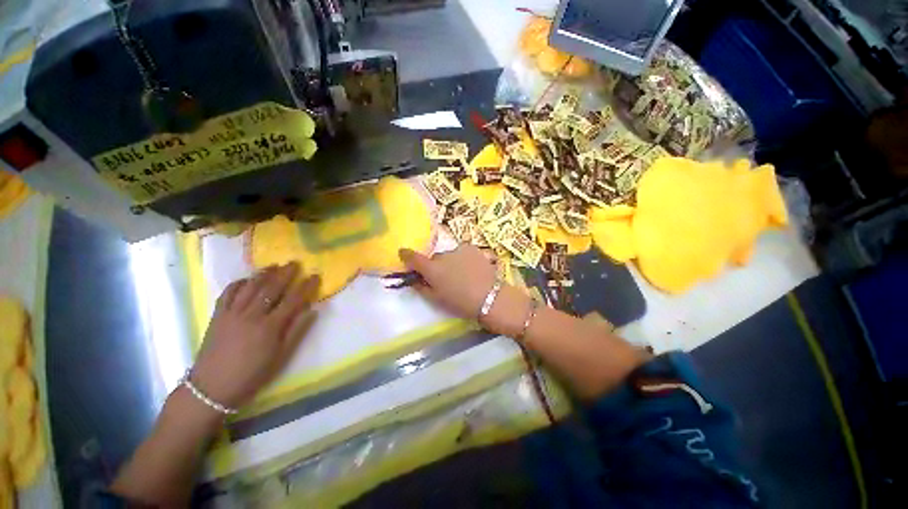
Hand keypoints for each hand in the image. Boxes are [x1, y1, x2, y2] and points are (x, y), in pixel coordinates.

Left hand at [189, 263, 319, 409]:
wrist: (212, 388)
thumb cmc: (252, 375)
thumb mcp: (280, 357)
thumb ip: (297, 331)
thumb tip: (312, 311)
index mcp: (270, 327)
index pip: (293, 300)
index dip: (306, 286)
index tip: (315, 276)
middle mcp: (252, 315)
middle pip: (271, 288)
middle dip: (285, 274)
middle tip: (294, 263)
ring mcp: (232, 314)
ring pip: (250, 287)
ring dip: (263, 274)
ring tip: (274, 266)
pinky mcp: (217, 316)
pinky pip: (228, 294)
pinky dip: (238, 283)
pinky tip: (246, 279)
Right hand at [399, 245, 530, 335]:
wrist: (491, 298)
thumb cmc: (461, 303)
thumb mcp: (437, 299)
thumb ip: (421, 287)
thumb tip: (414, 279)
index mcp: (432, 269)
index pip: (412, 257)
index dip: (406, 256)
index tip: (403, 255)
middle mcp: (443, 255)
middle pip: (434, 258)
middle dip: (435, 266)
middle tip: (444, 279)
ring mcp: (459, 249)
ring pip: (449, 255)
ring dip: (450, 262)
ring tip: (462, 275)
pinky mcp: (472, 248)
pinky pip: (461, 252)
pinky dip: (462, 259)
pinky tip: (472, 269)